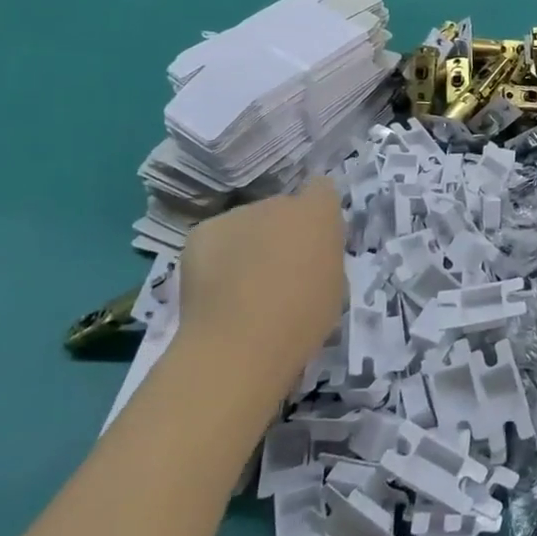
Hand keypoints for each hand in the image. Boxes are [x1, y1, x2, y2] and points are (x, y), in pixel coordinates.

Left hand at [174, 179, 344, 395]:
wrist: (238, 346)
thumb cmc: (301, 320)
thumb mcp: (334, 286)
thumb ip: (323, 257)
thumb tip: (308, 257)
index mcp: (319, 213)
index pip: (321, 189)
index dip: (316, 212)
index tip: (313, 241)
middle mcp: (279, 202)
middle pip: (282, 209)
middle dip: (280, 232)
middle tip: (276, 272)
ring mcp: (237, 215)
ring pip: (247, 224)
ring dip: (248, 244)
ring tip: (240, 287)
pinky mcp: (202, 232)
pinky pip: (217, 239)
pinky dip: (217, 257)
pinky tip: (216, 291)